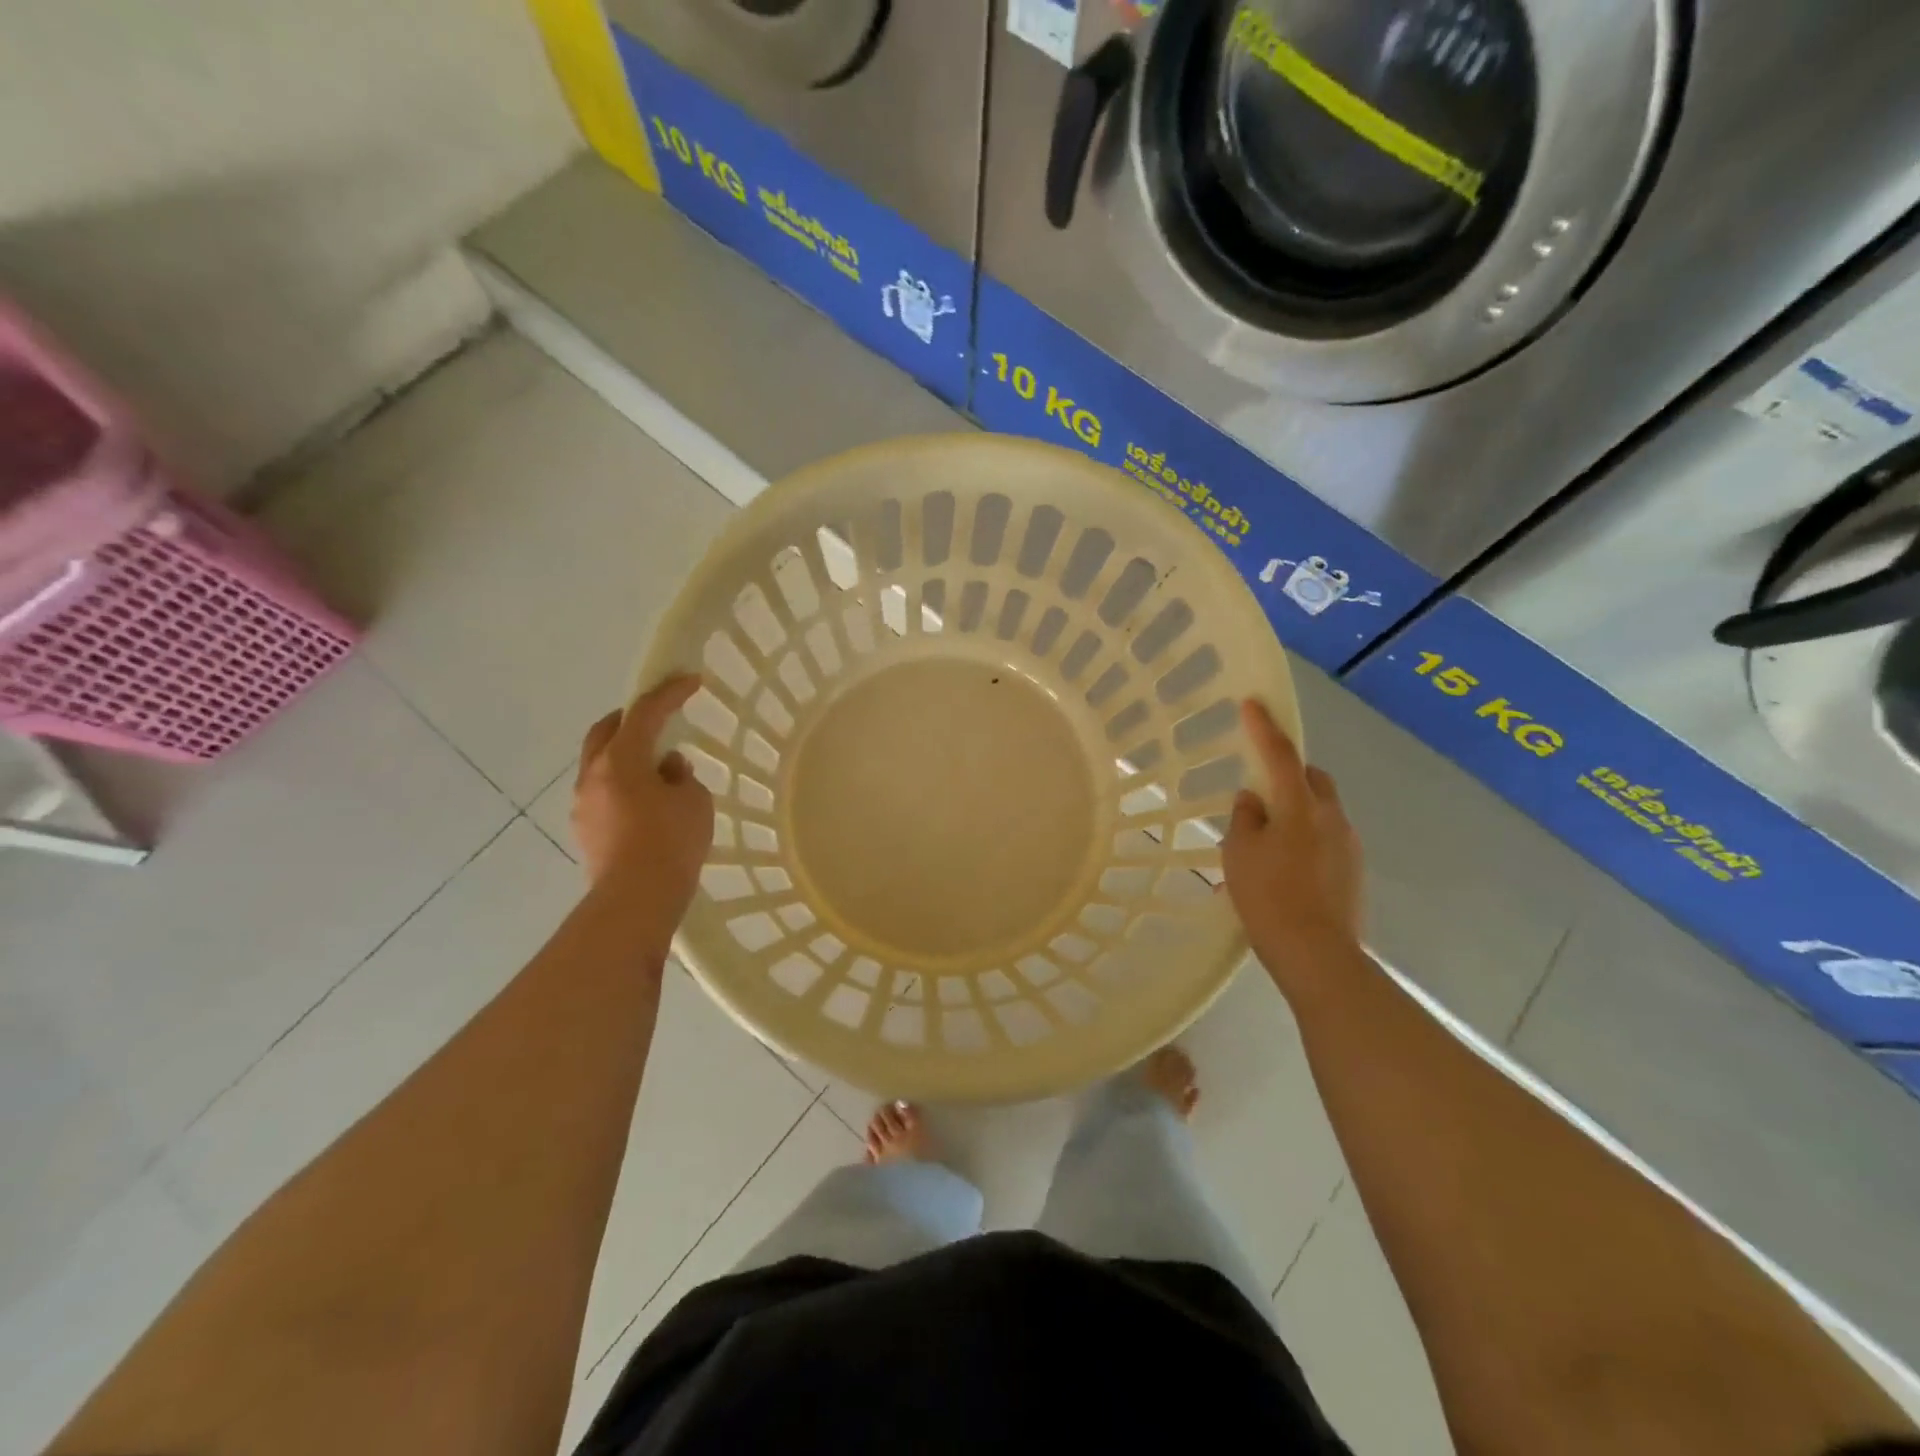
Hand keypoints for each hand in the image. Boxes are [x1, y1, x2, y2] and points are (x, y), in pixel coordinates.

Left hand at [573, 675, 714, 924]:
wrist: (636, 899)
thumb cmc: (671, 842)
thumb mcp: (693, 801)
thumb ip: (682, 776)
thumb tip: (668, 768)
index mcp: (621, 760)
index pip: (645, 713)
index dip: (670, 693)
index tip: (691, 681)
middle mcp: (593, 774)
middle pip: (606, 731)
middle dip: (631, 718)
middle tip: (657, 717)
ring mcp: (584, 804)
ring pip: (601, 764)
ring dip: (626, 756)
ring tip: (657, 768)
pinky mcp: (585, 830)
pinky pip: (603, 792)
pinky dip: (623, 785)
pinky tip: (647, 802)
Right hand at [1222, 698, 1364, 990]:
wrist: (1316, 954)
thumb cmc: (1269, 897)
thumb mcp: (1240, 853)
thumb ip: (1245, 817)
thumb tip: (1254, 800)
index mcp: (1300, 806)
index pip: (1280, 755)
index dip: (1264, 727)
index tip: (1253, 702)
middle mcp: (1332, 818)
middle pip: (1312, 779)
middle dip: (1289, 775)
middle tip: (1260, 792)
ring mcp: (1348, 845)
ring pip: (1320, 812)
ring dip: (1296, 813)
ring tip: (1266, 842)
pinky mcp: (1353, 872)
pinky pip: (1325, 840)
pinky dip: (1304, 841)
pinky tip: (1283, 870)